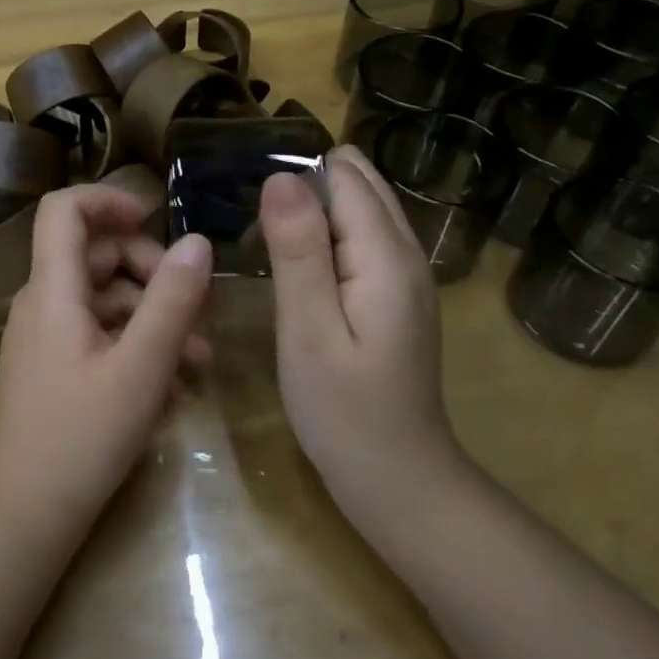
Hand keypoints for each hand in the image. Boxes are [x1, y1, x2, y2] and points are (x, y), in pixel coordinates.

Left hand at [0, 185, 212, 532]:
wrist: (26, 513)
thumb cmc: (81, 435)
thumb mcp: (141, 367)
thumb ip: (172, 300)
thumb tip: (198, 242)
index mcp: (53, 289)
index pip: (63, 209)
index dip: (107, 199)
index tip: (155, 219)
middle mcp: (43, 302)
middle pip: (96, 254)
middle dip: (152, 272)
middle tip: (197, 309)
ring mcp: (47, 335)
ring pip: (105, 298)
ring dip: (154, 316)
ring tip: (200, 360)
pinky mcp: (55, 365)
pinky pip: (99, 333)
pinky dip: (136, 344)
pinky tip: (173, 383)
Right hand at [259, 146, 459, 516]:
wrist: (399, 481)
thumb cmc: (344, 411)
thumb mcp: (308, 330)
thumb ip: (297, 250)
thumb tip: (281, 177)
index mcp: (386, 255)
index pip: (345, 176)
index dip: (296, 179)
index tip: (252, 211)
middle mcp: (406, 253)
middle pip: (358, 184)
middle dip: (305, 189)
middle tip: (258, 232)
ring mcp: (405, 275)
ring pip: (359, 211)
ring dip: (313, 215)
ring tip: (267, 247)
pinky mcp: (395, 296)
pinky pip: (360, 241)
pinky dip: (326, 239)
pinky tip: (296, 271)